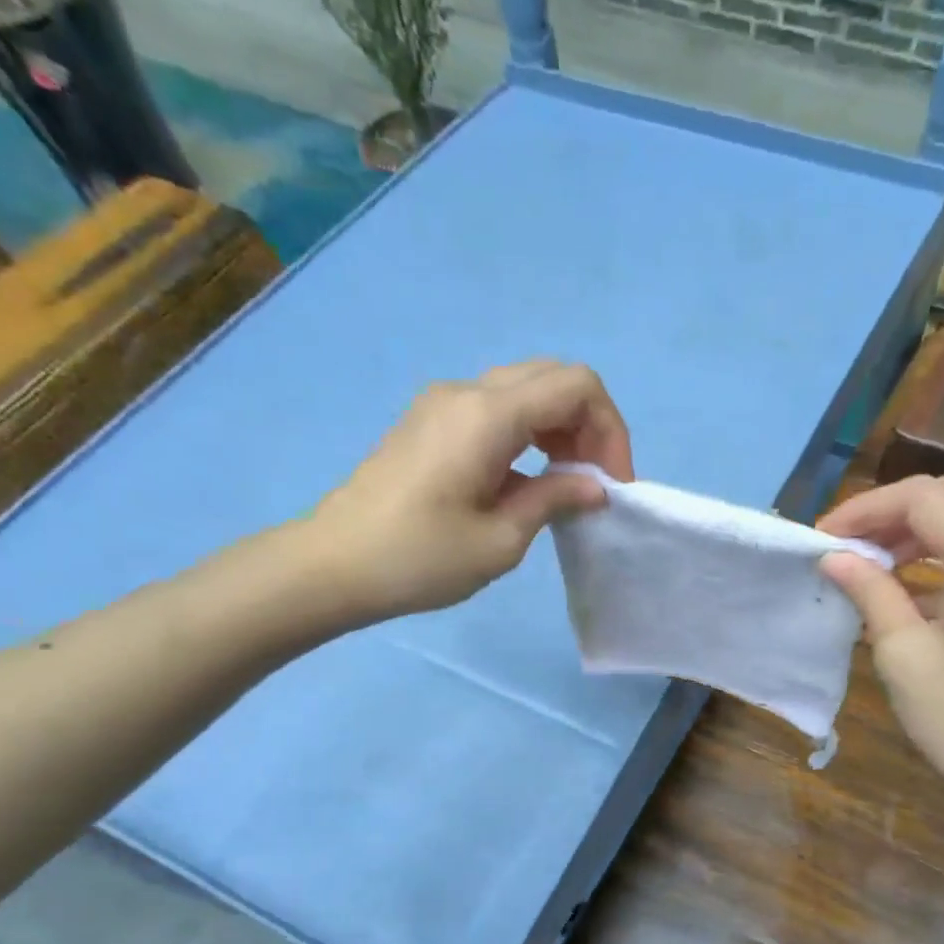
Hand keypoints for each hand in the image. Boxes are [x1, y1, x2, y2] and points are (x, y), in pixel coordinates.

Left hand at [292, 360, 633, 627]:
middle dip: (588, 425)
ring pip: (526, 389)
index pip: (576, 386)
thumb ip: (554, 499)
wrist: (333, 565)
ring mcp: (444, 403)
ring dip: (560, 428)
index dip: (609, 429)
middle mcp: (467, 392)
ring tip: (566, 483)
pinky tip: (529, 479)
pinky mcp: (431, 421)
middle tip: (593, 481)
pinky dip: (530, 433)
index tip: (611, 484)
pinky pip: (498, 408)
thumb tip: (594, 486)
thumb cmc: (420, 559)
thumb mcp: (501, 540)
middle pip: (553, 378)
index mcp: (488, 415)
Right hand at [818, 468, 943, 841]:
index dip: (866, 510)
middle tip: (861, 545)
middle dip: (904, 508)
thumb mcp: (904, 655)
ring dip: (933, 527)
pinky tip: (922, 589)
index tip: (825, 538)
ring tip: (883, 565)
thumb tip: (834, 557)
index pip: (922, 498)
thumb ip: (870, 591)